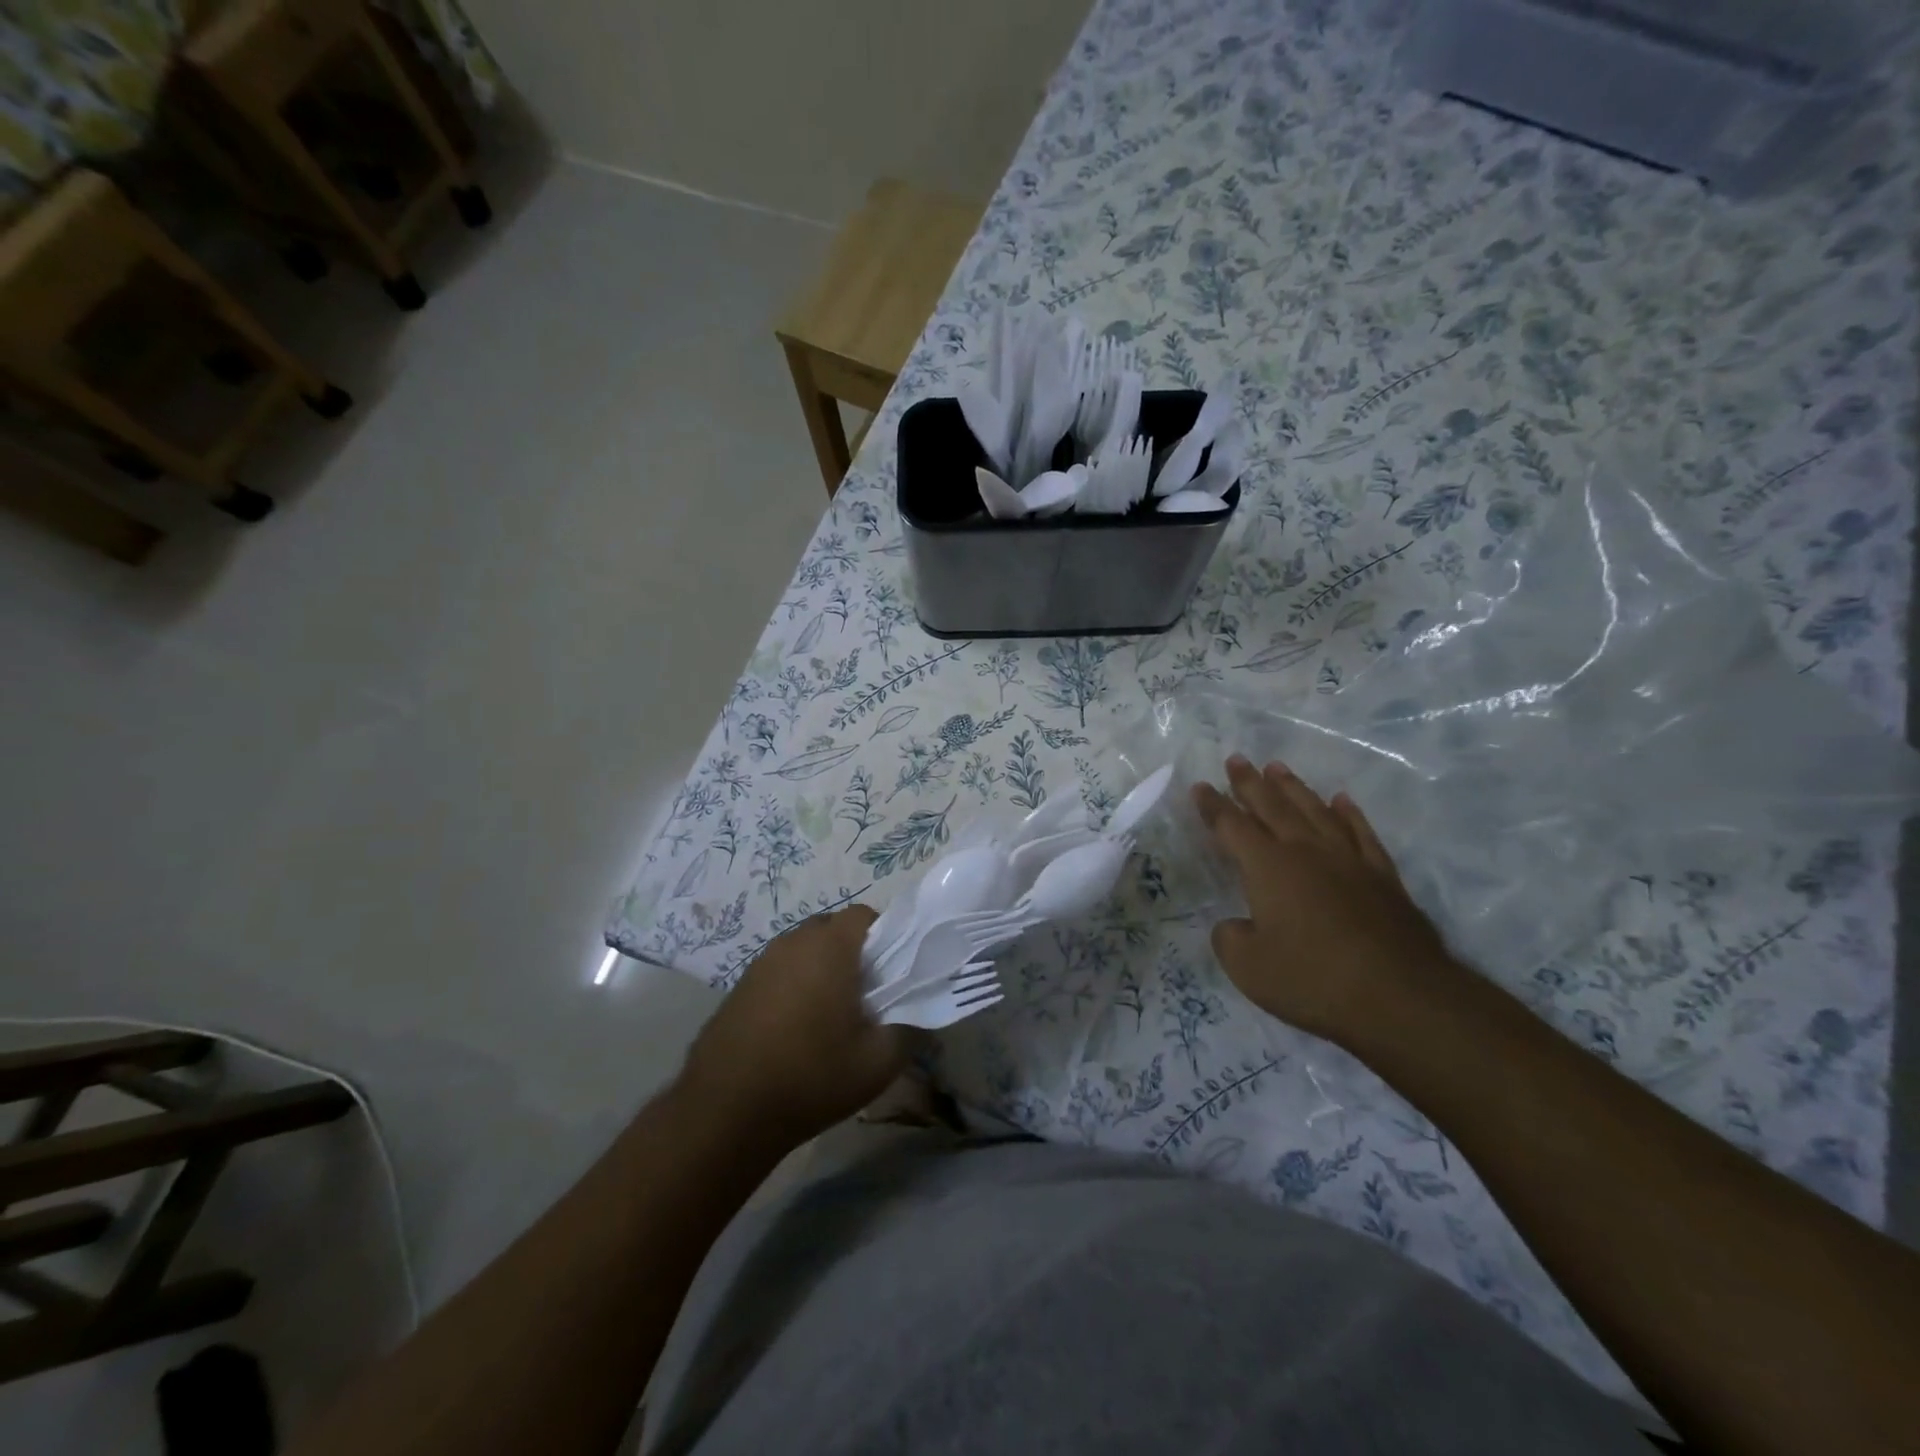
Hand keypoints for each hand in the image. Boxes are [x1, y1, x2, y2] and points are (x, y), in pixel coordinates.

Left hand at [678, 906, 910, 1146]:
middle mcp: (793, 942)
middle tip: (867, 996)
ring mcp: (761, 962)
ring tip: (831, 1016)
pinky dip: (795, 985)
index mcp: (829, 947)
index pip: (866, 915)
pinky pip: (781, 970)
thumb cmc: (810, 1077)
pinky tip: (796, 1029)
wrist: (724, 1111)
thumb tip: (922, 1013)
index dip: (886, 938)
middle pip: (834, 929)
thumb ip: (911, 1029)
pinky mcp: (740, 986)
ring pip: (805, 949)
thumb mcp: (878, 1062)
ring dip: (822, 969)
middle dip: (855, 953)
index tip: (892, 975)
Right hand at [1195, 755, 1456, 1045]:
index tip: (1200, 786)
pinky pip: (1361, 833)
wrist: (1399, 997)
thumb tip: (1236, 925)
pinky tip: (1342, 802)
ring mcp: (1348, 860)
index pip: (1231, 826)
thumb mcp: (1248, 967)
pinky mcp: (1383, 878)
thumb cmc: (1312, 980)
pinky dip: (1349, 814)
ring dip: (1294, 788)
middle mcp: (1306, 852)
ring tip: (1278, 768)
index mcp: (1268, 867)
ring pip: (1315, 811)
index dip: (1213, 806)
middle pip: (1273, 806)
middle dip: (1250, 783)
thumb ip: (1230, 939)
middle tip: (1237, 760)